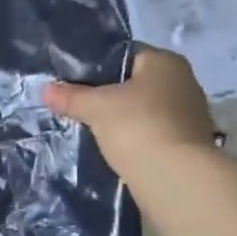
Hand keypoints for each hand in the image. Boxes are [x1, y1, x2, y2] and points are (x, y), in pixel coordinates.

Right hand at [45, 47, 216, 175]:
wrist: (175, 178)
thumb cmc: (137, 127)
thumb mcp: (97, 108)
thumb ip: (72, 97)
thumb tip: (46, 90)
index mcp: (166, 62)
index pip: (125, 56)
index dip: (97, 68)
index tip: (75, 85)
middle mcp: (184, 82)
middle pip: (136, 85)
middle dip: (110, 97)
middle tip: (80, 110)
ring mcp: (190, 116)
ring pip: (145, 112)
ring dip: (124, 122)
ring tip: (94, 133)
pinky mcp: (188, 145)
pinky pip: (153, 135)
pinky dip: (136, 141)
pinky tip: (117, 152)